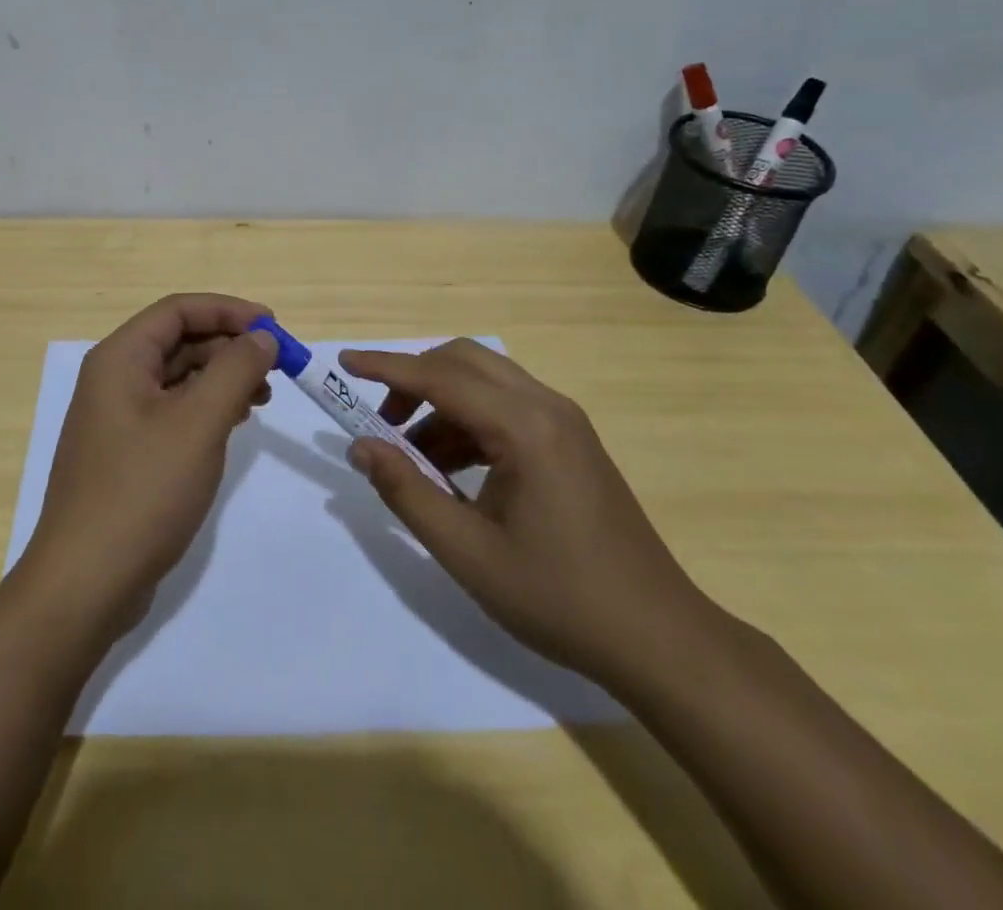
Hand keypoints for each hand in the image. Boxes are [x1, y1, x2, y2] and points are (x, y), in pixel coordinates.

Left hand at [19, 293, 276, 637]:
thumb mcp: (198, 423)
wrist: (87, 581)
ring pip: (178, 377)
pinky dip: (207, 408)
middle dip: (229, 346)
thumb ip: (235, 370)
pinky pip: (173, 410)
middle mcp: (114, 379)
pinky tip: (235, 422)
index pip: (179, 310)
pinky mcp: (128, 452)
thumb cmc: (143, 490)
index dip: (229, 310)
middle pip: (179, 340)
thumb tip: (263, 336)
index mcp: (120, 358)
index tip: (274, 327)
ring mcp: (118, 418)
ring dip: (222, 377)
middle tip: (276, 366)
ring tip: (263, 397)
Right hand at [341, 339, 709, 684]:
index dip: (386, 367)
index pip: (439, 377)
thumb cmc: (558, 597)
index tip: (343, 363)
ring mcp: (565, 423)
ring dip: (440, 403)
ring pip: (486, 382)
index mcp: (524, 427)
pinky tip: (452, 470)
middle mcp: (547, 407)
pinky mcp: (572, 442)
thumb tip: (361, 447)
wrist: (658, 638)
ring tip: (412, 457)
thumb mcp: (467, 551)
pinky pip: (507, 408)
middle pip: (464, 362)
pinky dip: (468, 422)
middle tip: (380, 422)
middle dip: (413, 380)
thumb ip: (406, 491)